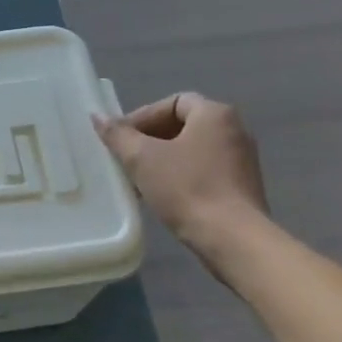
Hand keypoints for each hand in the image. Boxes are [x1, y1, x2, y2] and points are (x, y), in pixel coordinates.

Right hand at [93, 93, 269, 261]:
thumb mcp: (142, 159)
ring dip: (164, 159)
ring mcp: (243, 159)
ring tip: (139, 179)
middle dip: (151, 139)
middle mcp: (235, 130)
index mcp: (215, 114)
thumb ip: (118, 135)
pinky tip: (164, 195)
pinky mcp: (243, 186)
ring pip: (193, 149)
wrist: (233, 239)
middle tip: (127, 158)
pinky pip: (206, 170)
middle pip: (184, 125)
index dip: (142, 117)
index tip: (122, 139)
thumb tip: (97, 116)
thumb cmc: (187, 189)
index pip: (172, 103)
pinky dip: (182, 175)